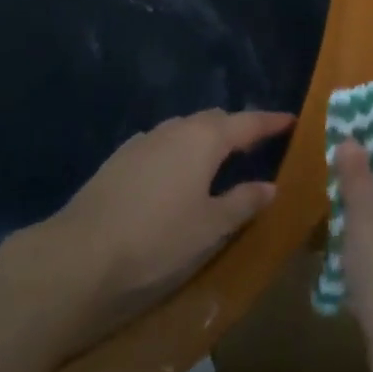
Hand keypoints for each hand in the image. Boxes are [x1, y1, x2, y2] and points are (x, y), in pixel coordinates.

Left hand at [47, 108, 290, 325]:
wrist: (80, 251)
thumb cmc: (157, 237)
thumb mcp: (210, 226)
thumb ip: (243, 202)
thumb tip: (270, 187)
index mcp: (204, 139)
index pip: (247, 122)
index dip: (271, 121)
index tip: (292, 120)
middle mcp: (175, 129)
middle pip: (214, 120)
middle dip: (238, 128)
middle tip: (258, 143)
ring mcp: (144, 140)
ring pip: (185, 129)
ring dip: (207, 138)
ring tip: (221, 158)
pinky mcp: (121, 157)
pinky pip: (163, 143)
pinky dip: (181, 150)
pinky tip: (178, 173)